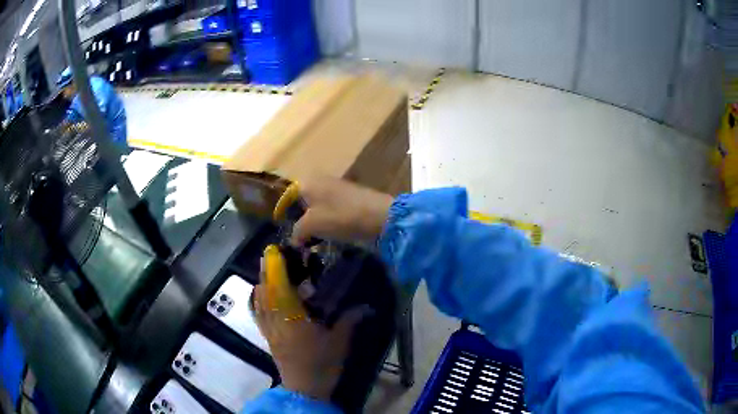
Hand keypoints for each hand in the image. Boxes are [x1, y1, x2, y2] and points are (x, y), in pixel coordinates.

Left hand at [250, 249, 365, 401]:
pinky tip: (264, 293)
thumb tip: (367, 305)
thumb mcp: (339, 342)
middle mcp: (276, 320)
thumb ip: (350, 320)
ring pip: (258, 300)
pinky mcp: (267, 336)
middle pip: (264, 290)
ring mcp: (269, 328)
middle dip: (266, 269)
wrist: (305, 389)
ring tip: (271, 269)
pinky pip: (257, 312)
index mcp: (292, 319)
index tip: (275, 249)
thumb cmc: (322, 364)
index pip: (279, 288)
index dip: (274, 267)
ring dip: (262, 281)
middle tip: (275, 253)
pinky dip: (258, 298)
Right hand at [291, 176, 393, 245]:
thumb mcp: (312, 225)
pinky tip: (327, 234)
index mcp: (308, 182)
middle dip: (298, 218)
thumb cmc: (340, 217)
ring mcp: (338, 189)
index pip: (288, 194)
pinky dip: (327, 221)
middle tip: (295, 236)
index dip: (282, 210)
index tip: (279, 226)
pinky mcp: (350, 198)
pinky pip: (331, 210)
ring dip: (313, 221)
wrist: (380, 217)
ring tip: (310, 239)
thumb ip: (298, 231)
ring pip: (317, 206)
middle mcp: (321, 180)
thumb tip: (294, 239)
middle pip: (303, 200)